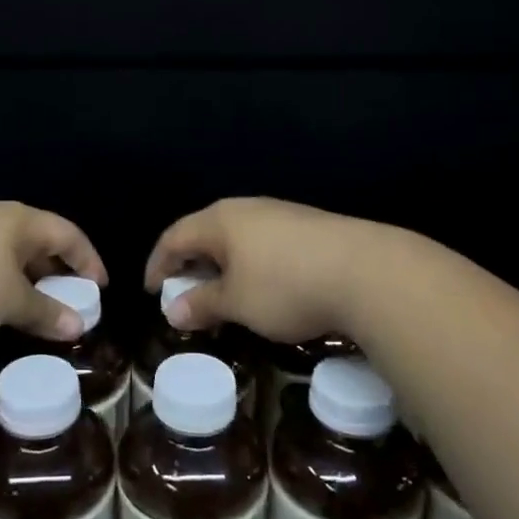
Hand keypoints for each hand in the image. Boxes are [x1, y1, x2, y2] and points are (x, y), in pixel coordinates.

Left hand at [0, 201, 105, 342]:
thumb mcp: (10, 303)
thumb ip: (45, 313)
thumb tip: (77, 325)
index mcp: (21, 221)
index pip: (68, 234)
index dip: (89, 260)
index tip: (100, 288)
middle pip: (39, 239)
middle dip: (57, 270)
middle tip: (69, 299)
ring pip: (10, 251)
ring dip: (27, 277)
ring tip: (33, 305)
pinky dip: (1, 279)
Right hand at [144, 198, 398, 343]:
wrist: (367, 271)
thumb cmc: (286, 286)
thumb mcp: (237, 303)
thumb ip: (202, 304)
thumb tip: (172, 310)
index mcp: (220, 220)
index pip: (174, 237)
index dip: (158, 264)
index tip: (151, 291)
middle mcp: (246, 208)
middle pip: (205, 232)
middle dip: (190, 263)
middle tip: (183, 292)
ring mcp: (280, 213)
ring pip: (236, 237)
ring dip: (221, 264)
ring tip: (221, 293)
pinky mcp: (308, 226)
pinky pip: (262, 242)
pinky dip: (249, 264)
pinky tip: (261, 286)